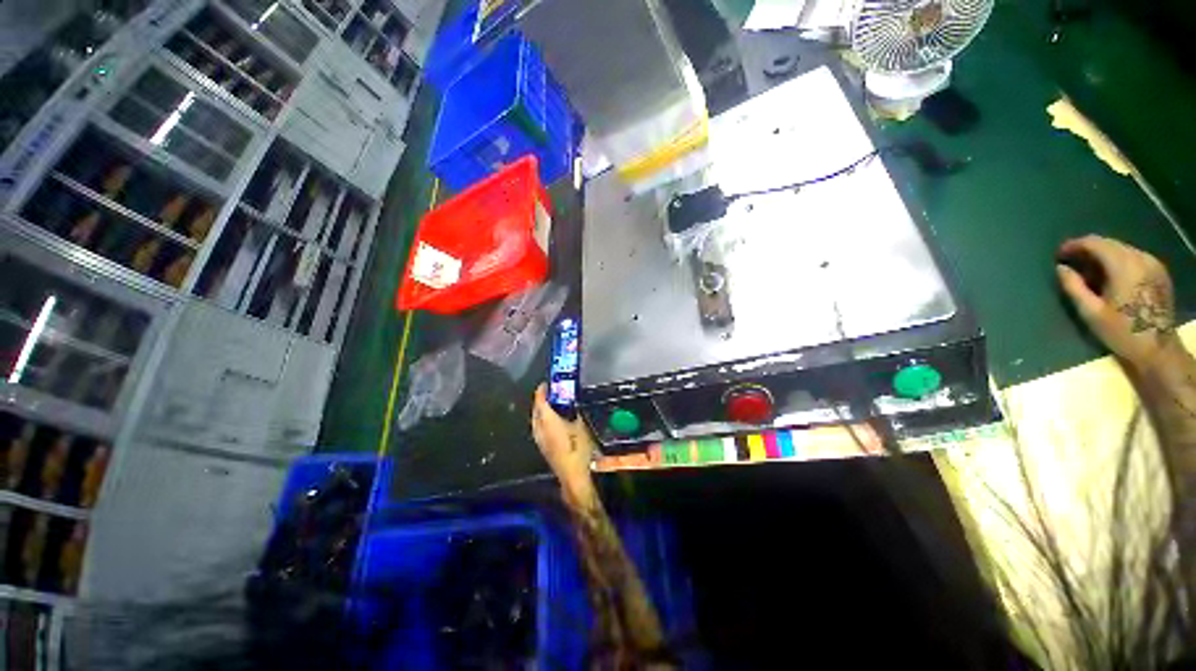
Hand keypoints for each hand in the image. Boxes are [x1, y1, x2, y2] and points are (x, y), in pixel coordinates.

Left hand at [531, 384, 595, 502]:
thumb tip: (574, 402)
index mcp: (547, 420)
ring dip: (541, 410)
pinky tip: (552, 420)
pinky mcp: (542, 446)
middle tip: (551, 392)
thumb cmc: (578, 448)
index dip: (542, 390)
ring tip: (552, 404)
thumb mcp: (581, 426)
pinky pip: (539, 427)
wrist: (573, 474)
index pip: (540, 401)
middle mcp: (539, 428)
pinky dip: (543, 419)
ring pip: (536, 419)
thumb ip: (576, 412)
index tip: (547, 383)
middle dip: (541, 399)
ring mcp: (539, 438)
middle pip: (536, 409)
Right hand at [1057, 235, 1177, 369]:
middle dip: (1089, 250)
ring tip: (1091, 271)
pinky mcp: (1159, 272)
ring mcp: (1153, 264)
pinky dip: (1118, 262)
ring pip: (1122, 249)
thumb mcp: (1091, 312)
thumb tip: (1061, 268)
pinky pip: (1134, 257)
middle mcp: (1140, 258)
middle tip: (1072, 262)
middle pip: (1110, 243)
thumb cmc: (1121, 332)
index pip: (1095, 243)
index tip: (1060, 254)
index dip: (1075, 245)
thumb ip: (1074, 287)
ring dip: (1104, 256)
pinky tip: (1111, 276)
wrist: (1157, 349)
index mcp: (1123, 266)